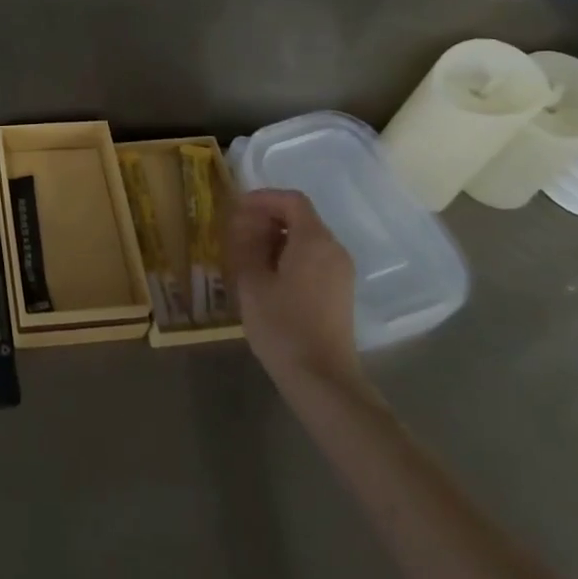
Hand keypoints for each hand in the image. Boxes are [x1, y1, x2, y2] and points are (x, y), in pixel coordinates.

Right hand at [223, 188, 366, 393]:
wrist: (322, 379)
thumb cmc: (282, 326)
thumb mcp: (252, 281)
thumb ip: (247, 244)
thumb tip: (243, 222)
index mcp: (314, 240)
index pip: (291, 200)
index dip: (263, 198)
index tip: (236, 208)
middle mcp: (334, 249)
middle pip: (301, 218)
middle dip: (267, 218)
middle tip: (237, 232)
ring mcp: (340, 272)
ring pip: (307, 239)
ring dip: (277, 238)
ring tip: (247, 254)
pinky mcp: (339, 291)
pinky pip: (313, 258)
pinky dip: (289, 255)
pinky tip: (267, 275)